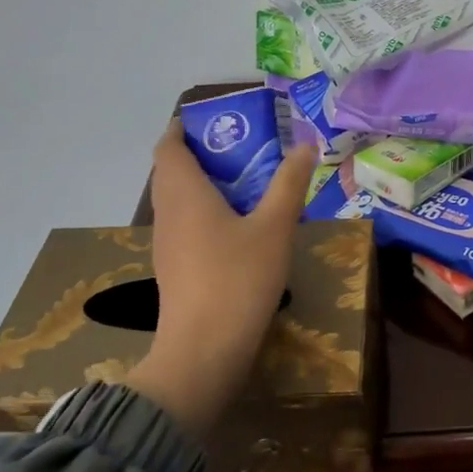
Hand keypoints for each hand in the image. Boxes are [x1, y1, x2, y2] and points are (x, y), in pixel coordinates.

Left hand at [120, 121, 317, 437]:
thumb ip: (289, 184)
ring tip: (243, 181)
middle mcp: (167, 213)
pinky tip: (235, 226)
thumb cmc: (238, 279)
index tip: (210, 119)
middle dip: (199, 154)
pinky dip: (203, 213)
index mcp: (184, 194)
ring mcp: (166, 245)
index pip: (168, 147)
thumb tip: (306, 145)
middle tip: (240, 147)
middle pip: (170, 172)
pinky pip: (183, 226)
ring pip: (176, 201)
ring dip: (201, 185)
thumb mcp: (274, 227)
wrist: (203, 352)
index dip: (182, 129)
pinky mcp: (174, 271)